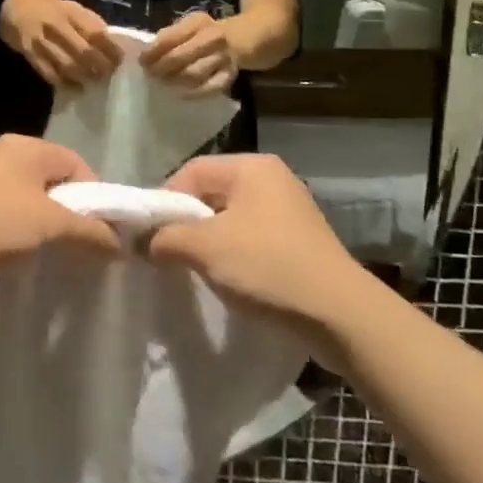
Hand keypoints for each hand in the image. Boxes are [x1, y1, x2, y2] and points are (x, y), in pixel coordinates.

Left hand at [0, 135, 120, 306]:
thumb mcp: (48, 227)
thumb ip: (89, 231)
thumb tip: (120, 244)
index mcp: (28, 147)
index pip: (79, 165)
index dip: (97, 199)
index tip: (102, 235)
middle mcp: (5, 155)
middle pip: (55, 182)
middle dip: (72, 215)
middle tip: (81, 249)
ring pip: (31, 200)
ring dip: (46, 228)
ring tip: (51, 256)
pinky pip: (7, 214)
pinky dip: (20, 233)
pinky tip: (19, 257)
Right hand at [8, 0, 122, 87]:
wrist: (17, 6)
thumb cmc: (53, 9)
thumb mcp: (73, 8)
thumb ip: (90, 23)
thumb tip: (112, 43)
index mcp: (70, 11)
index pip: (94, 31)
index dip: (109, 47)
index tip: (120, 59)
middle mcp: (55, 24)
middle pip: (81, 49)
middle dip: (98, 65)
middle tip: (108, 74)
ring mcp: (40, 39)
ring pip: (64, 63)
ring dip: (82, 75)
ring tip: (92, 82)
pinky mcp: (28, 53)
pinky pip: (46, 71)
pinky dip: (61, 81)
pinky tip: (72, 87)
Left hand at [142, 12, 238, 95]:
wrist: (238, 39)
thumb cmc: (203, 33)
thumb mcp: (186, 25)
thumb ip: (168, 36)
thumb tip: (147, 54)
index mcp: (198, 22)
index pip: (170, 38)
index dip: (153, 52)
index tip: (142, 61)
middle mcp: (214, 38)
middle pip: (180, 57)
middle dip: (160, 68)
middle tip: (149, 74)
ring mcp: (224, 58)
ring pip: (194, 74)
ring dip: (174, 80)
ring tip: (162, 83)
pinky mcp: (230, 76)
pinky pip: (210, 88)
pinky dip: (194, 93)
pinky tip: (181, 93)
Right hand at [147, 155, 363, 343]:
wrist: (340, 315)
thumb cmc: (268, 267)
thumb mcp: (206, 248)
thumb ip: (166, 237)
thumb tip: (142, 241)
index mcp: (252, 167)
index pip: (191, 171)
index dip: (165, 201)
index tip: (150, 236)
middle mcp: (272, 179)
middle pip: (211, 193)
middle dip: (186, 223)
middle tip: (167, 254)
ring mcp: (289, 210)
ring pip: (230, 218)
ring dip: (208, 242)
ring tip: (194, 269)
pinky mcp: (298, 240)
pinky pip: (251, 237)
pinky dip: (232, 254)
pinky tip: (227, 279)